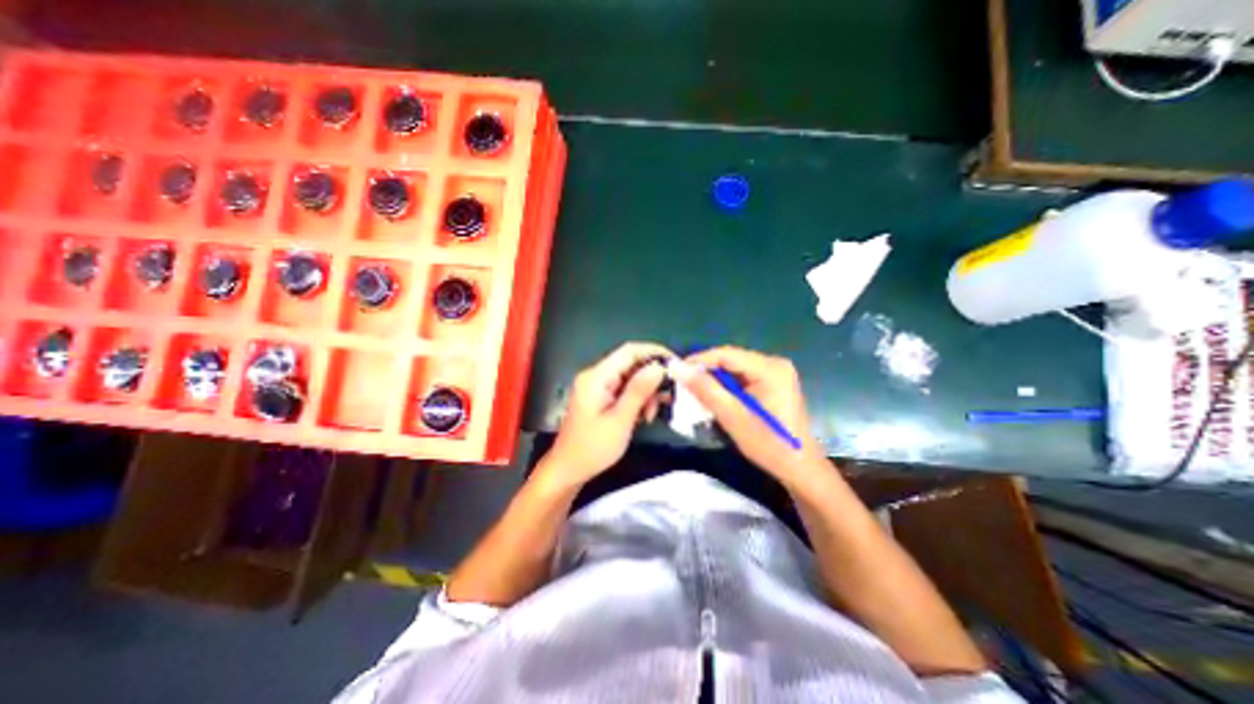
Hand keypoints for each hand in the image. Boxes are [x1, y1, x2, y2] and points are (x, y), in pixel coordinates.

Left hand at [542, 341, 676, 488]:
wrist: (568, 469)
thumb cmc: (593, 448)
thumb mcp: (620, 420)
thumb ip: (639, 391)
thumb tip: (659, 366)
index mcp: (596, 376)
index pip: (629, 351)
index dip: (655, 352)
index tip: (676, 364)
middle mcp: (596, 375)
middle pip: (631, 364)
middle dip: (651, 378)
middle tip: (666, 398)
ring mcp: (597, 385)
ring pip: (630, 377)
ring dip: (645, 392)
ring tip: (650, 415)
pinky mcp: (600, 396)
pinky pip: (624, 389)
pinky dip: (637, 399)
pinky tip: (643, 416)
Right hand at [671, 344, 828, 482]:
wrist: (799, 468)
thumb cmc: (768, 444)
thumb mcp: (732, 417)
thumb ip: (705, 390)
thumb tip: (678, 368)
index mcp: (770, 368)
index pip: (726, 354)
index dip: (699, 360)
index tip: (675, 371)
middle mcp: (774, 363)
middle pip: (731, 359)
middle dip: (705, 371)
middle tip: (683, 383)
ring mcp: (775, 372)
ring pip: (734, 368)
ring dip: (714, 379)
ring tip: (694, 391)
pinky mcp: (773, 383)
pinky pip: (742, 377)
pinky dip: (726, 386)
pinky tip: (714, 396)